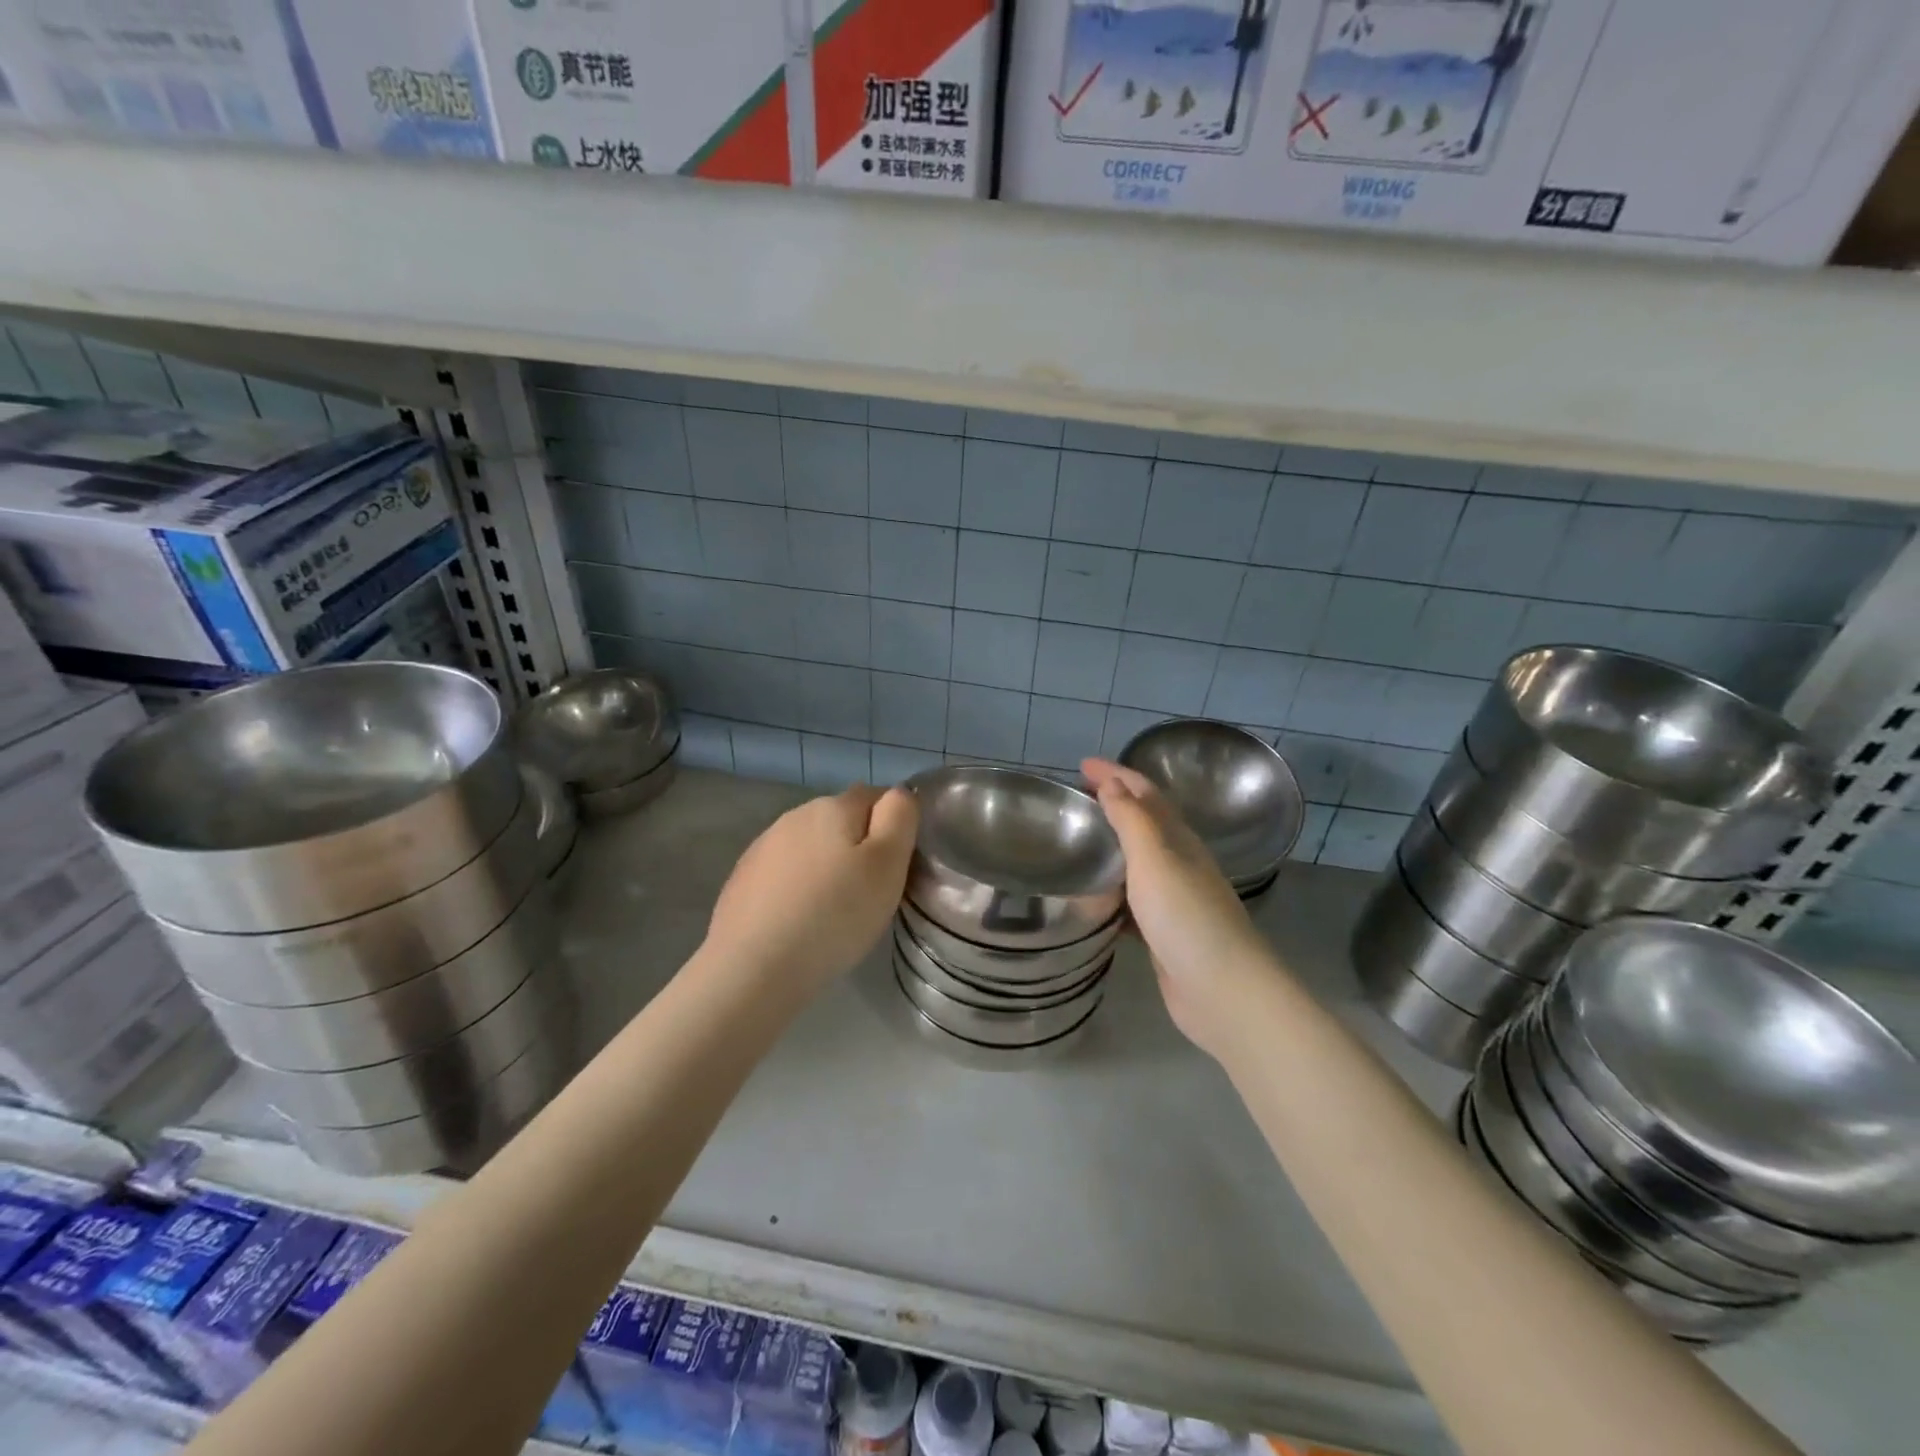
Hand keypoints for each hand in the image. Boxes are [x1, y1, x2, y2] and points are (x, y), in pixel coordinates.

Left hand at [701, 784, 917, 997]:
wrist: (753, 968)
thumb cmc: (834, 915)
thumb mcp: (887, 864)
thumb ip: (899, 817)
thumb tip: (898, 793)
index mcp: (834, 805)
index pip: (877, 795)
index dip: (893, 826)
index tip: (896, 867)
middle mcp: (796, 814)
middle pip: (842, 819)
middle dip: (859, 846)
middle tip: (869, 893)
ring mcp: (764, 845)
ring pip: (811, 845)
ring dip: (826, 866)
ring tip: (833, 911)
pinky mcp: (743, 877)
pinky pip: (784, 872)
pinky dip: (797, 887)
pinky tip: (799, 920)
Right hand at [1082, 759, 1278, 1060]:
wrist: (1224, 991)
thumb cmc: (1186, 917)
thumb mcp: (1155, 859)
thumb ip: (1131, 820)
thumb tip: (1112, 783)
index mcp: (1178, 839)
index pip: (1144, 793)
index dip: (1114, 774)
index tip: (1080, 765)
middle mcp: (1179, 862)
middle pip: (1142, 823)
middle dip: (1111, 804)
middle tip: (1074, 800)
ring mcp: (1172, 899)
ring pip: (1136, 862)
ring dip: (1110, 848)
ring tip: (1076, 844)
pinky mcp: (1162, 932)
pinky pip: (1130, 900)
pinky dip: (1109, 891)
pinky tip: (1089, 900)